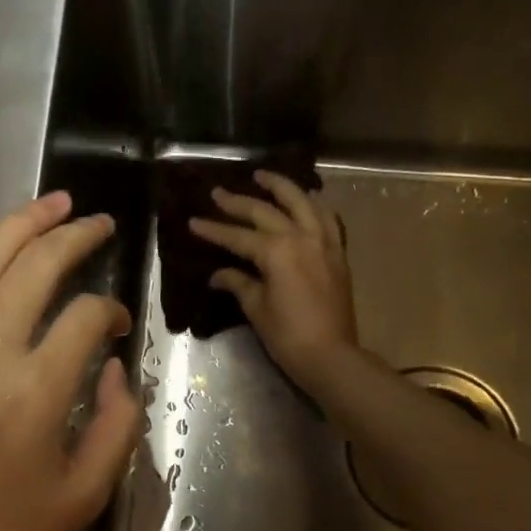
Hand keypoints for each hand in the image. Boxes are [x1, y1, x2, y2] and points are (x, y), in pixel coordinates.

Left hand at [0, 192, 137, 530]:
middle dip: (75, 236)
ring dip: (20, 223)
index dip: (111, 311)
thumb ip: (115, 425)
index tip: (117, 325)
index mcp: (35, 390)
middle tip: (97, 223)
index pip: (85, 317)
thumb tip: (111, 366)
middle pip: (36, 267)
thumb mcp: (83, 497)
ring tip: (52, 202)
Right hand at [190, 171, 359, 390]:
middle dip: (238, 202)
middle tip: (218, 192)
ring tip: (263, 176)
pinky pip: (326, 218)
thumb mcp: (257, 309)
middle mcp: (300, 237)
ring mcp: (323, 242)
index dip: (214, 229)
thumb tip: (219, 274)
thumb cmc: (287, 335)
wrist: (331, 355)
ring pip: (301, 202)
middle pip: (265, 212)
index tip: (193, 221)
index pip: (237, 236)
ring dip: (281, 187)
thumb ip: (239, 283)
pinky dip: (314, 205)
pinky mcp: (337, 253)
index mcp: (276, 251)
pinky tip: (306, 199)